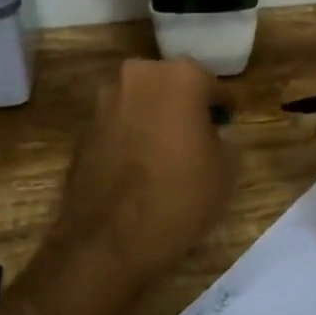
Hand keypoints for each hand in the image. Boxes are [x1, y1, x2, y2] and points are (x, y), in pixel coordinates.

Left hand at [50, 58, 234, 286]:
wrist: (109, 239)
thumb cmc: (179, 196)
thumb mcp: (225, 169)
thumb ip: (222, 139)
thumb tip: (211, 134)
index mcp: (182, 77)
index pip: (215, 86)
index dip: (225, 107)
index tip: (231, 122)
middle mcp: (140, 76)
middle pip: (173, 86)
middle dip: (186, 106)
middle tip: (200, 135)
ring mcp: (106, 100)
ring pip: (143, 102)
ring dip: (156, 119)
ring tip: (168, 153)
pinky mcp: (84, 128)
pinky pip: (119, 125)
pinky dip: (132, 137)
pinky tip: (140, 166)